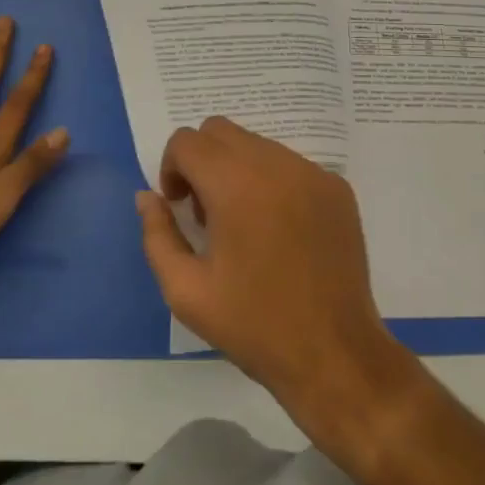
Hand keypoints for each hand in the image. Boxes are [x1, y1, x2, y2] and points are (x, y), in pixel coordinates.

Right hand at [136, 117, 419, 439]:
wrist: (334, 353)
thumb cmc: (254, 325)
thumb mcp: (186, 291)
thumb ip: (157, 235)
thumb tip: (147, 196)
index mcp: (235, 184)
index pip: (187, 140)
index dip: (172, 169)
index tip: (180, 209)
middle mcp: (275, 163)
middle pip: (221, 131)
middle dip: (202, 162)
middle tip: (208, 215)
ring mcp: (312, 172)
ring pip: (257, 144)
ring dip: (238, 170)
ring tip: (245, 226)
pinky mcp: (337, 187)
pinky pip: (291, 164)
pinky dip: (273, 182)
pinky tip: (281, 232)